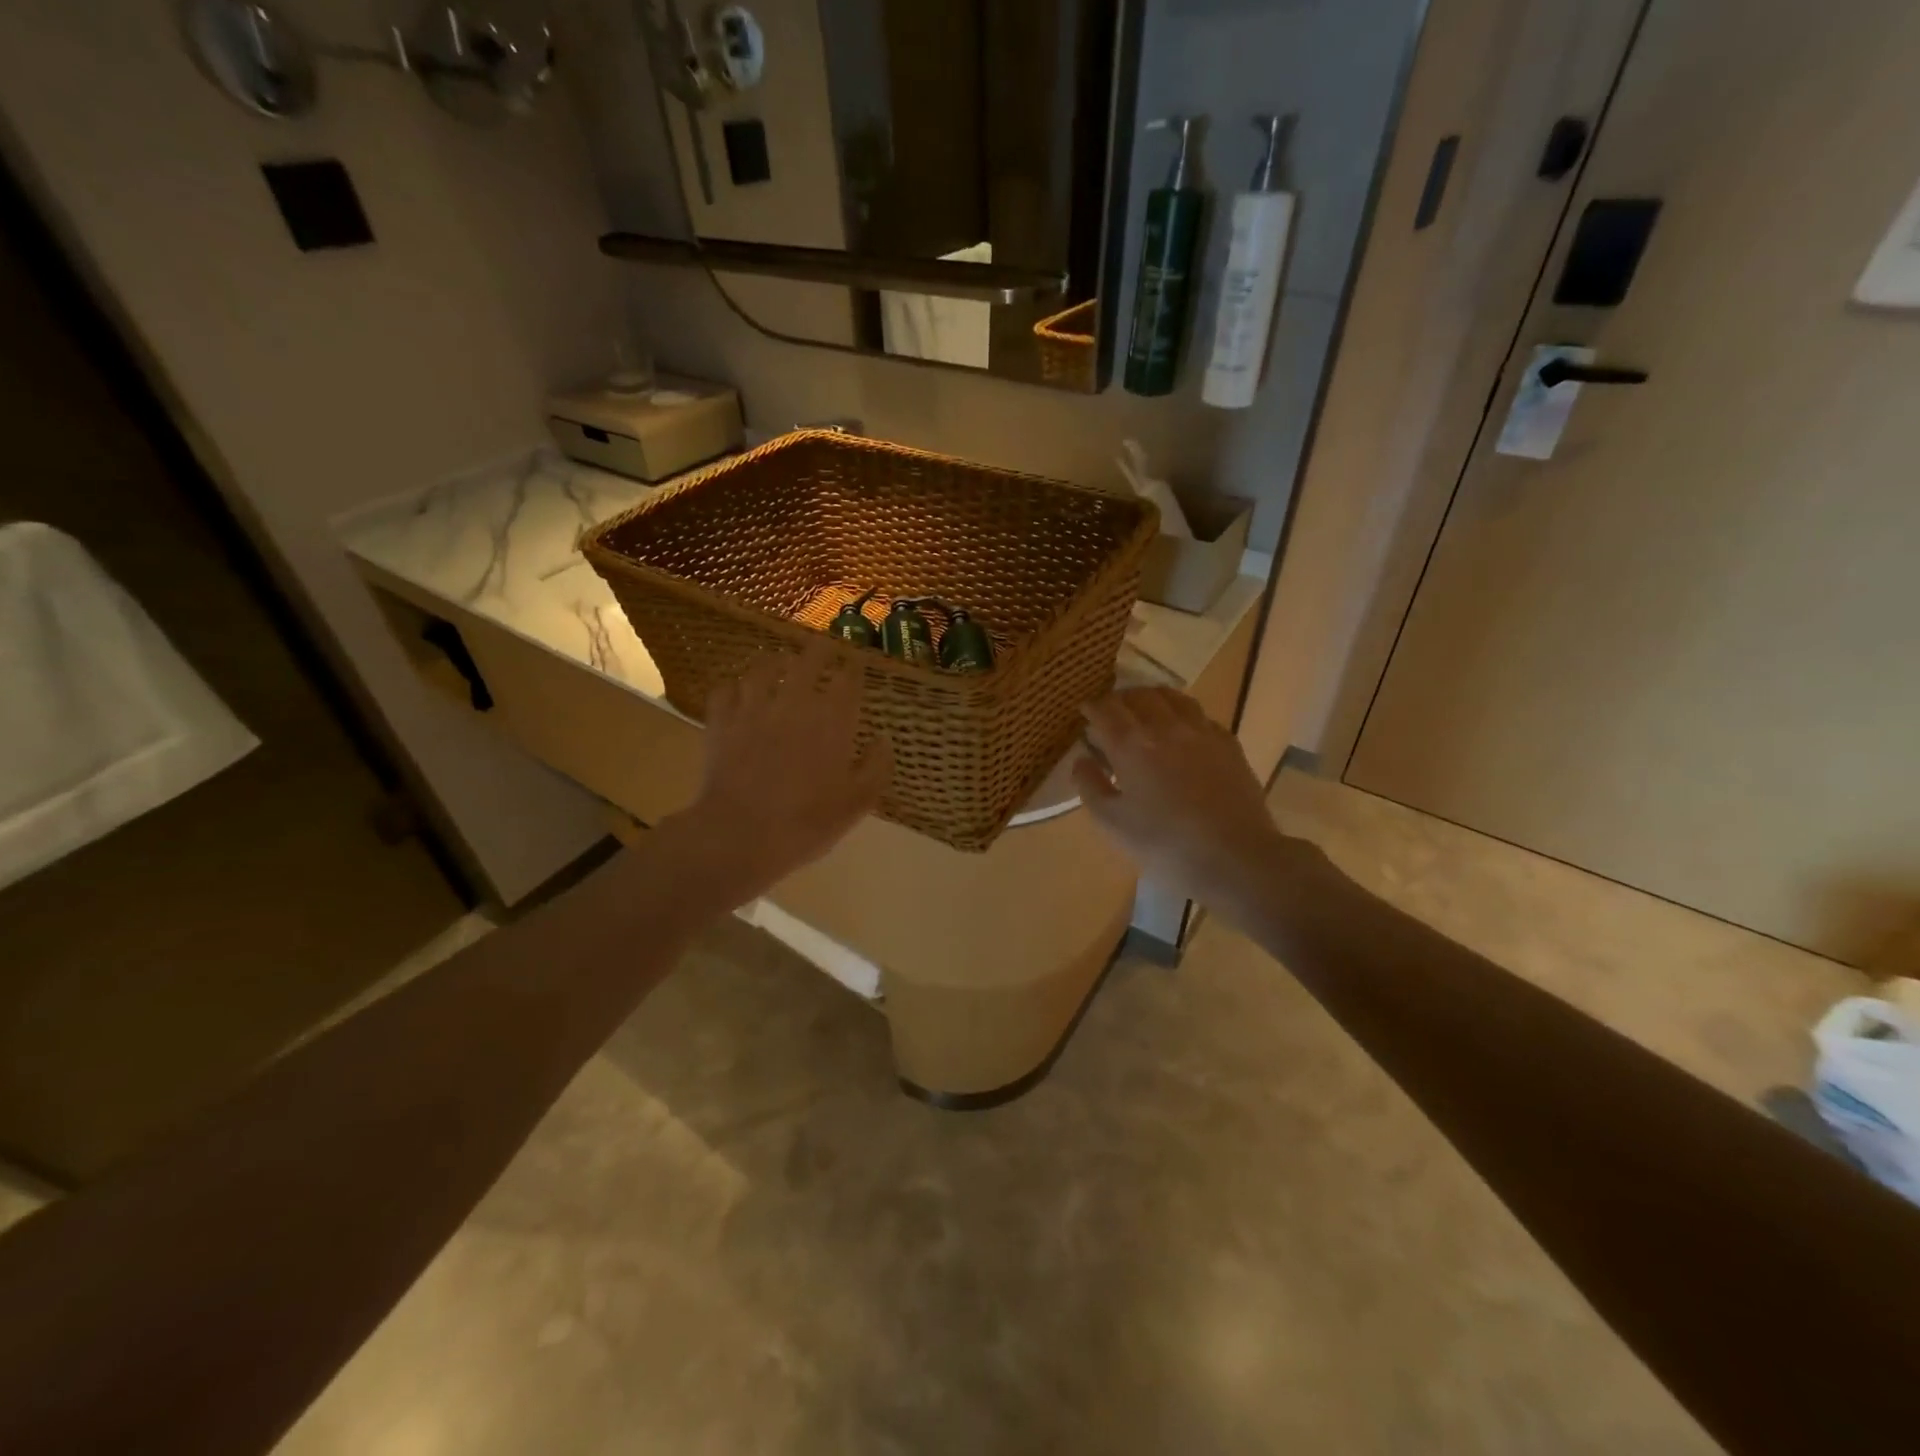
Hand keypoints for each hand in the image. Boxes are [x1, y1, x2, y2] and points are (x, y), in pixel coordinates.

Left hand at [670, 639, 890, 906]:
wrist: (740, 834)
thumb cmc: (807, 822)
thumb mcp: (857, 802)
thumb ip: (876, 766)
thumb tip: (883, 739)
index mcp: (832, 718)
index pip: (848, 677)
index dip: (854, 666)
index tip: (856, 664)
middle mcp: (794, 701)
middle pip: (808, 659)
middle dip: (819, 650)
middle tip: (823, 649)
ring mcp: (753, 707)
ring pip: (763, 667)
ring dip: (775, 662)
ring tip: (779, 664)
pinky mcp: (721, 721)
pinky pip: (725, 690)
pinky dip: (734, 688)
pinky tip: (738, 694)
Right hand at [1074, 687, 1295, 914]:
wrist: (1235, 857)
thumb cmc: (1164, 844)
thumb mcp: (1112, 823)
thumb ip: (1090, 786)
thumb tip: (1081, 760)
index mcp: (1132, 745)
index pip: (1106, 710)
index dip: (1092, 707)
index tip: (1085, 712)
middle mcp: (1166, 727)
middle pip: (1140, 696)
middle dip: (1121, 699)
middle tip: (1112, 712)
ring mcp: (1202, 732)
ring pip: (1174, 698)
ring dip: (1153, 698)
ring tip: (1146, 709)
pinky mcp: (1229, 744)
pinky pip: (1201, 716)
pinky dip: (1184, 714)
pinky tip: (1183, 729)